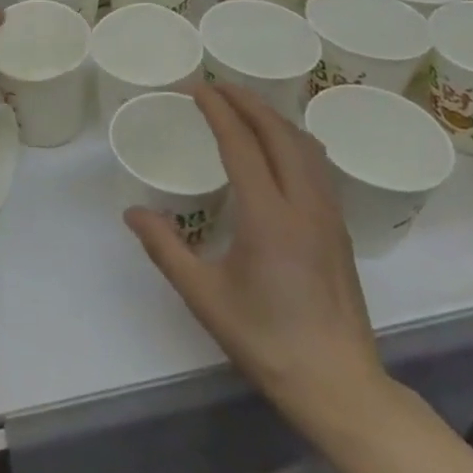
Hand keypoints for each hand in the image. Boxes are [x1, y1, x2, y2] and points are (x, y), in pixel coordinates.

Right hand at [127, 82, 384, 424]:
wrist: (340, 386)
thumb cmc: (266, 340)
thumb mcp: (204, 296)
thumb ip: (164, 248)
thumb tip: (132, 212)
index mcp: (268, 217)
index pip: (242, 144)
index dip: (217, 110)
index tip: (195, 89)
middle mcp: (303, 205)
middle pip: (278, 133)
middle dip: (246, 101)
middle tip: (215, 87)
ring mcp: (328, 216)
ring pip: (304, 145)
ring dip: (273, 117)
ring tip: (244, 107)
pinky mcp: (339, 229)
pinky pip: (317, 165)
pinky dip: (292, 139)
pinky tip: (279, 148)